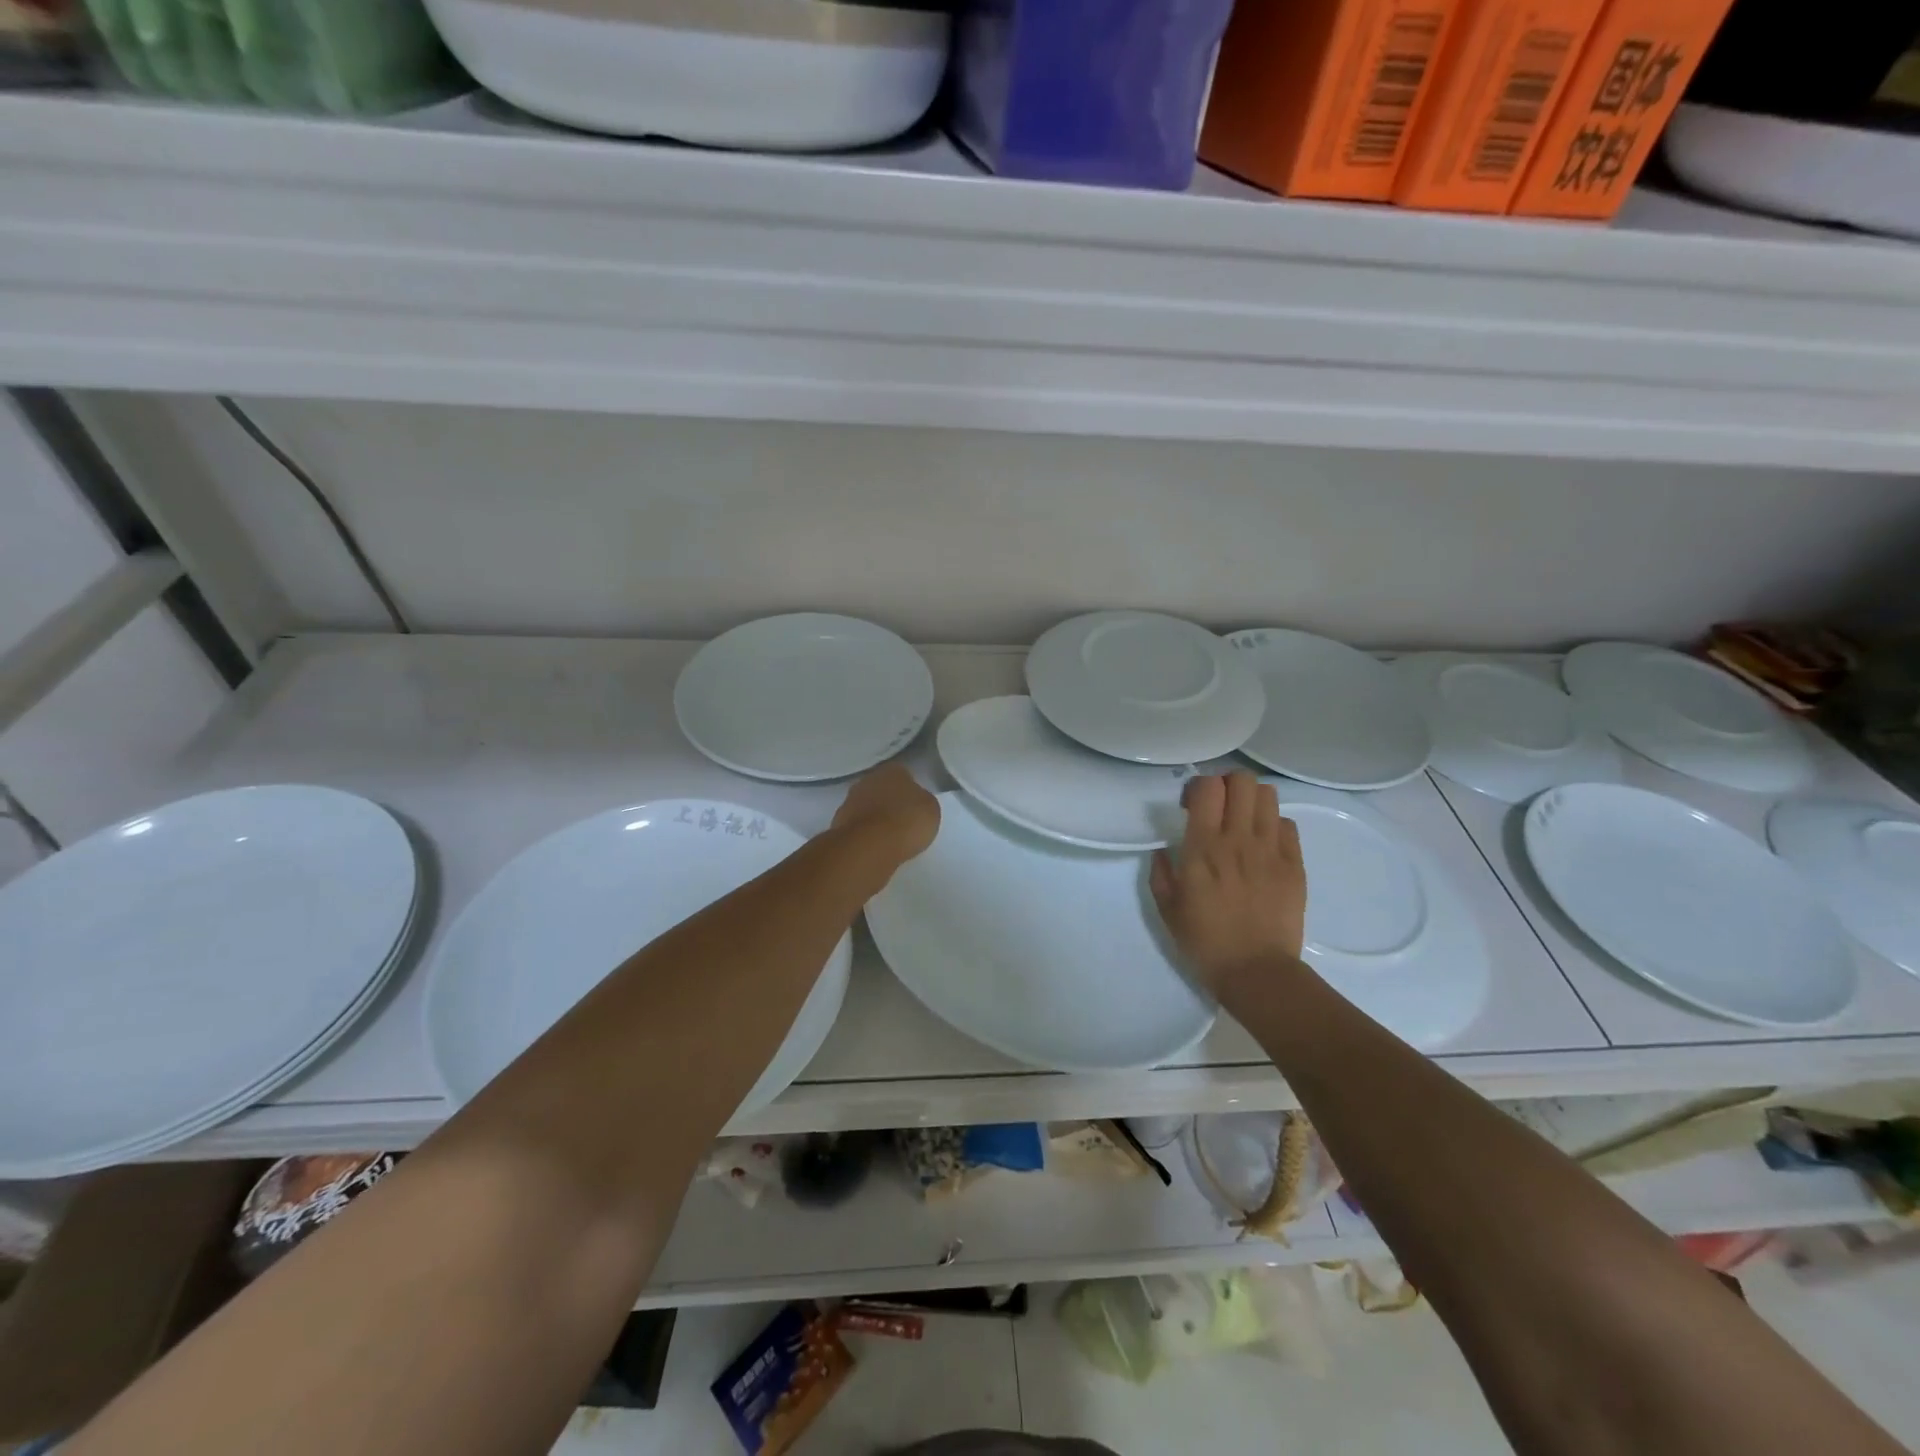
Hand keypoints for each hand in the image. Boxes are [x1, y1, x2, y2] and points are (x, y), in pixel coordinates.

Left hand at [831, 763, 939, 868]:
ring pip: (867, 807)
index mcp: (892, 770)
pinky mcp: (838, 823)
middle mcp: (868, 780)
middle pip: (882, 789)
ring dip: (875, 819)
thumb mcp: (930, 809)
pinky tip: (875, 847)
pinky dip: (865, 835)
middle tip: (903, 822)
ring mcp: (849, 801)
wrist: (869, 846)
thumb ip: (922, 801)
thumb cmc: (906, 821)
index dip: (910, 791)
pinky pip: (858, 827)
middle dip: (890, 803)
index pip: (903, 775)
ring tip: (889, 838)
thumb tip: (914, 802)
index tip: (916, 807)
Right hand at [1149, 771, 1306, 997]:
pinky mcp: (1295, 864)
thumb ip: (1161, 873)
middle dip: (1227, 784)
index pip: (1207, 787)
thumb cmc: (1205, 942)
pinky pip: (1288, 825)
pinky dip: (1274, 825)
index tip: (1190, 806)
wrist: (1257, 972)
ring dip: (1252, 800)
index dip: (1198, 787)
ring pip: (1268, 795)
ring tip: (1243, 820)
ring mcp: (1271, 850)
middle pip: (1242, 781)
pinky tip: (1263, 845)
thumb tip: (1163, 851)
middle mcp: (1238, 839)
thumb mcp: (1168, 909)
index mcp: (1203, 848)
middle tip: (1219, 806)